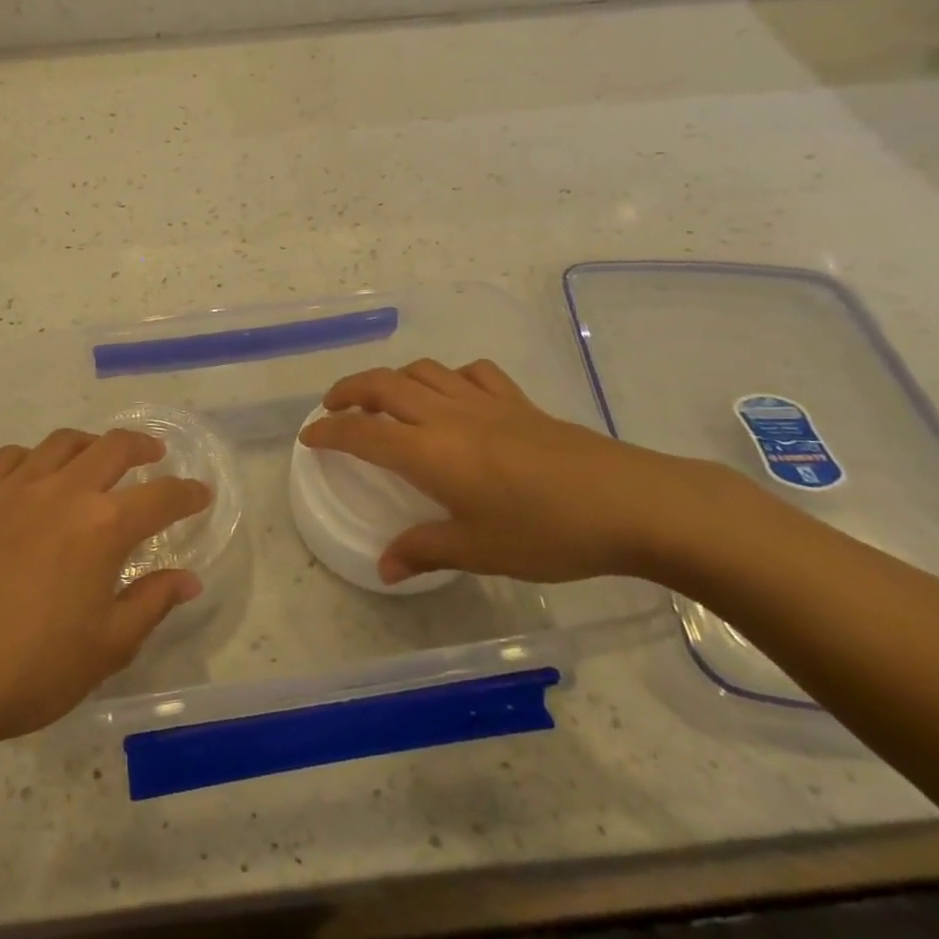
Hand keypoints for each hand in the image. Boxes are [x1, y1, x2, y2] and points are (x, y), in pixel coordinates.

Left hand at [0, 429, 209, 749]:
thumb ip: (151, 603)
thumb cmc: (29, 671)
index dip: (187, 494)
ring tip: (95, 459)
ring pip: (61, 444)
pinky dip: (32, 459)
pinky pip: (9, 458)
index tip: (200, 493)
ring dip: (89, 446)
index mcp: (102, 527)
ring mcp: (11, 487)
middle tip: (153, 456)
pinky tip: (32, 477)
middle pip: (113, 448)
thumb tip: (188, 578)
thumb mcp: (106, 648)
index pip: (161, 497)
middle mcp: (62, 491)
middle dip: (142, 448)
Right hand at [300, 359, 745, 586]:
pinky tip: (453, 395)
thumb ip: (425, 551)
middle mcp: (447, 416)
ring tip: (385, 401)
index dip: (329, 432)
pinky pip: (470, 373)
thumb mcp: (480, 551)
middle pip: (383, 385)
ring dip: (393, 379)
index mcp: (429, 452)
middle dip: (349, 391)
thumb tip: (384, 568)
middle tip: (333, 408)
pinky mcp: (518, 401)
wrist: (630, 503)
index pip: (362, 433)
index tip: (309, 437)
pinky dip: (448, 377)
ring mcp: (484, 402)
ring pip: (423, 371)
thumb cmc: (547, 532)